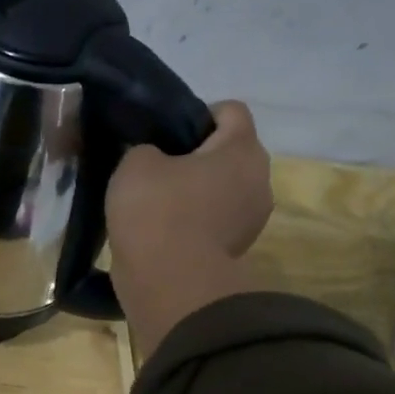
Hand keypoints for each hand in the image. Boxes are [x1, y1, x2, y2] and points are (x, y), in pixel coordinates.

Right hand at [107, 100, 272, 359]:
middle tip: (156, 167)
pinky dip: (195, 219)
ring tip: (156, 202)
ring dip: (197, 190)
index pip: (230, 111)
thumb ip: (146, 148)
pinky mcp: (238, 248)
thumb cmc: (157, 211)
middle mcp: (259, 179)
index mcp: (241, 149)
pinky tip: (162, 228)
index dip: (197, 114)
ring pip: (224, 188)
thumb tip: (155, 157)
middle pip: (230, 152)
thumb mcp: (135, 163)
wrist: (169, 282)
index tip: (165, 133)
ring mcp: (252, 218)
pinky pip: (216, 219)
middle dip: (197, 155)